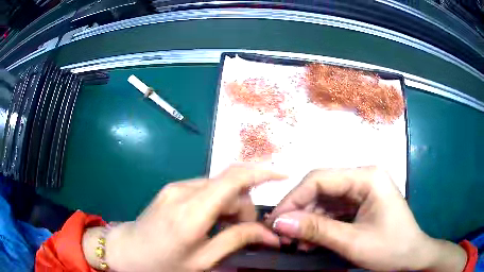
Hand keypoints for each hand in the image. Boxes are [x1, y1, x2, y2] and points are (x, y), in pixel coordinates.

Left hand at [84, 165, 285, 271]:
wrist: (126, 252)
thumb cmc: (162, 264)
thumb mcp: (203, 261)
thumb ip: (236, 241)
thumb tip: (270, 234)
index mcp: (191, 212)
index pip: (234, 179)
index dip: (262, 173)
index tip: (283, 176)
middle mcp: (184, 191)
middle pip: (229, 184)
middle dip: (245, 204)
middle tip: (244, 230)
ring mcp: (175, 187)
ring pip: (218, 186)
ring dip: (230, 204)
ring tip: (223, 229)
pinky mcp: (171, 188)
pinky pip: (204, 189)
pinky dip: (216, 202)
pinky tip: (209, 222)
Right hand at [268, 166, 466, 270]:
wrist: (412, 257)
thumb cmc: (390, 249)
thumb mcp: (352, 242)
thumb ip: (316, 230)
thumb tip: (279, 223)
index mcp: (367, 177)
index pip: (320, 179)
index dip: (293, 199)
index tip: (275, 221)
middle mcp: (364, 178)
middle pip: (321, 188)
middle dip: (299, 212)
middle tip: (283, 235)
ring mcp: (363, 191)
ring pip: (325, 201)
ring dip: (308, 221)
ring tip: (296, 243)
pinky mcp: (361, 204)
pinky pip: (334, 211)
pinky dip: (320, 225)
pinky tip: (311, 242)